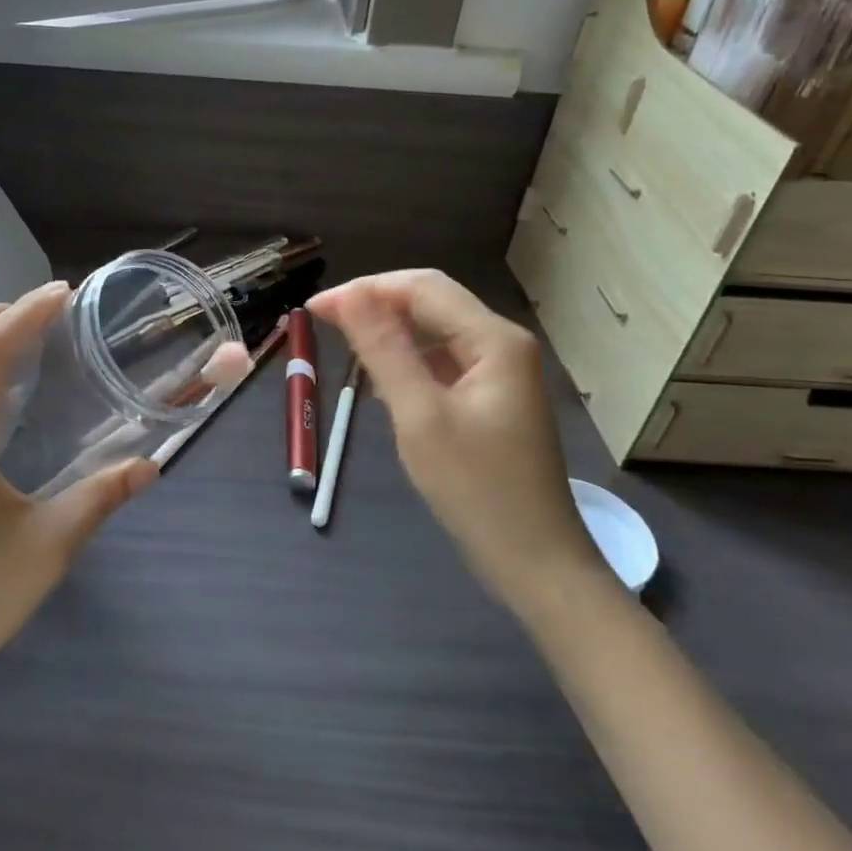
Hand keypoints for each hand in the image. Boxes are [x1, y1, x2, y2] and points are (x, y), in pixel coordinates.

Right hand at [308, 271, 596, 598]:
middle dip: (377, 306)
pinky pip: (444, 363)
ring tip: (345, 346)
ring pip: (437, 333)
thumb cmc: (476, 489)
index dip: (365, 290)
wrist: (536, 562)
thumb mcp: (420, 415)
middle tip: (324, 323)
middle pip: (432, 303)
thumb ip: (384, 350)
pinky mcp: (493, 399)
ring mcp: (502, 372)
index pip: (422, 288)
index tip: (316, 309)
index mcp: (495, 339)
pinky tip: (382, 381)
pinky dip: (409, 362)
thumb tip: (349, 295)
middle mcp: (503, 344)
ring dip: (391, 333)